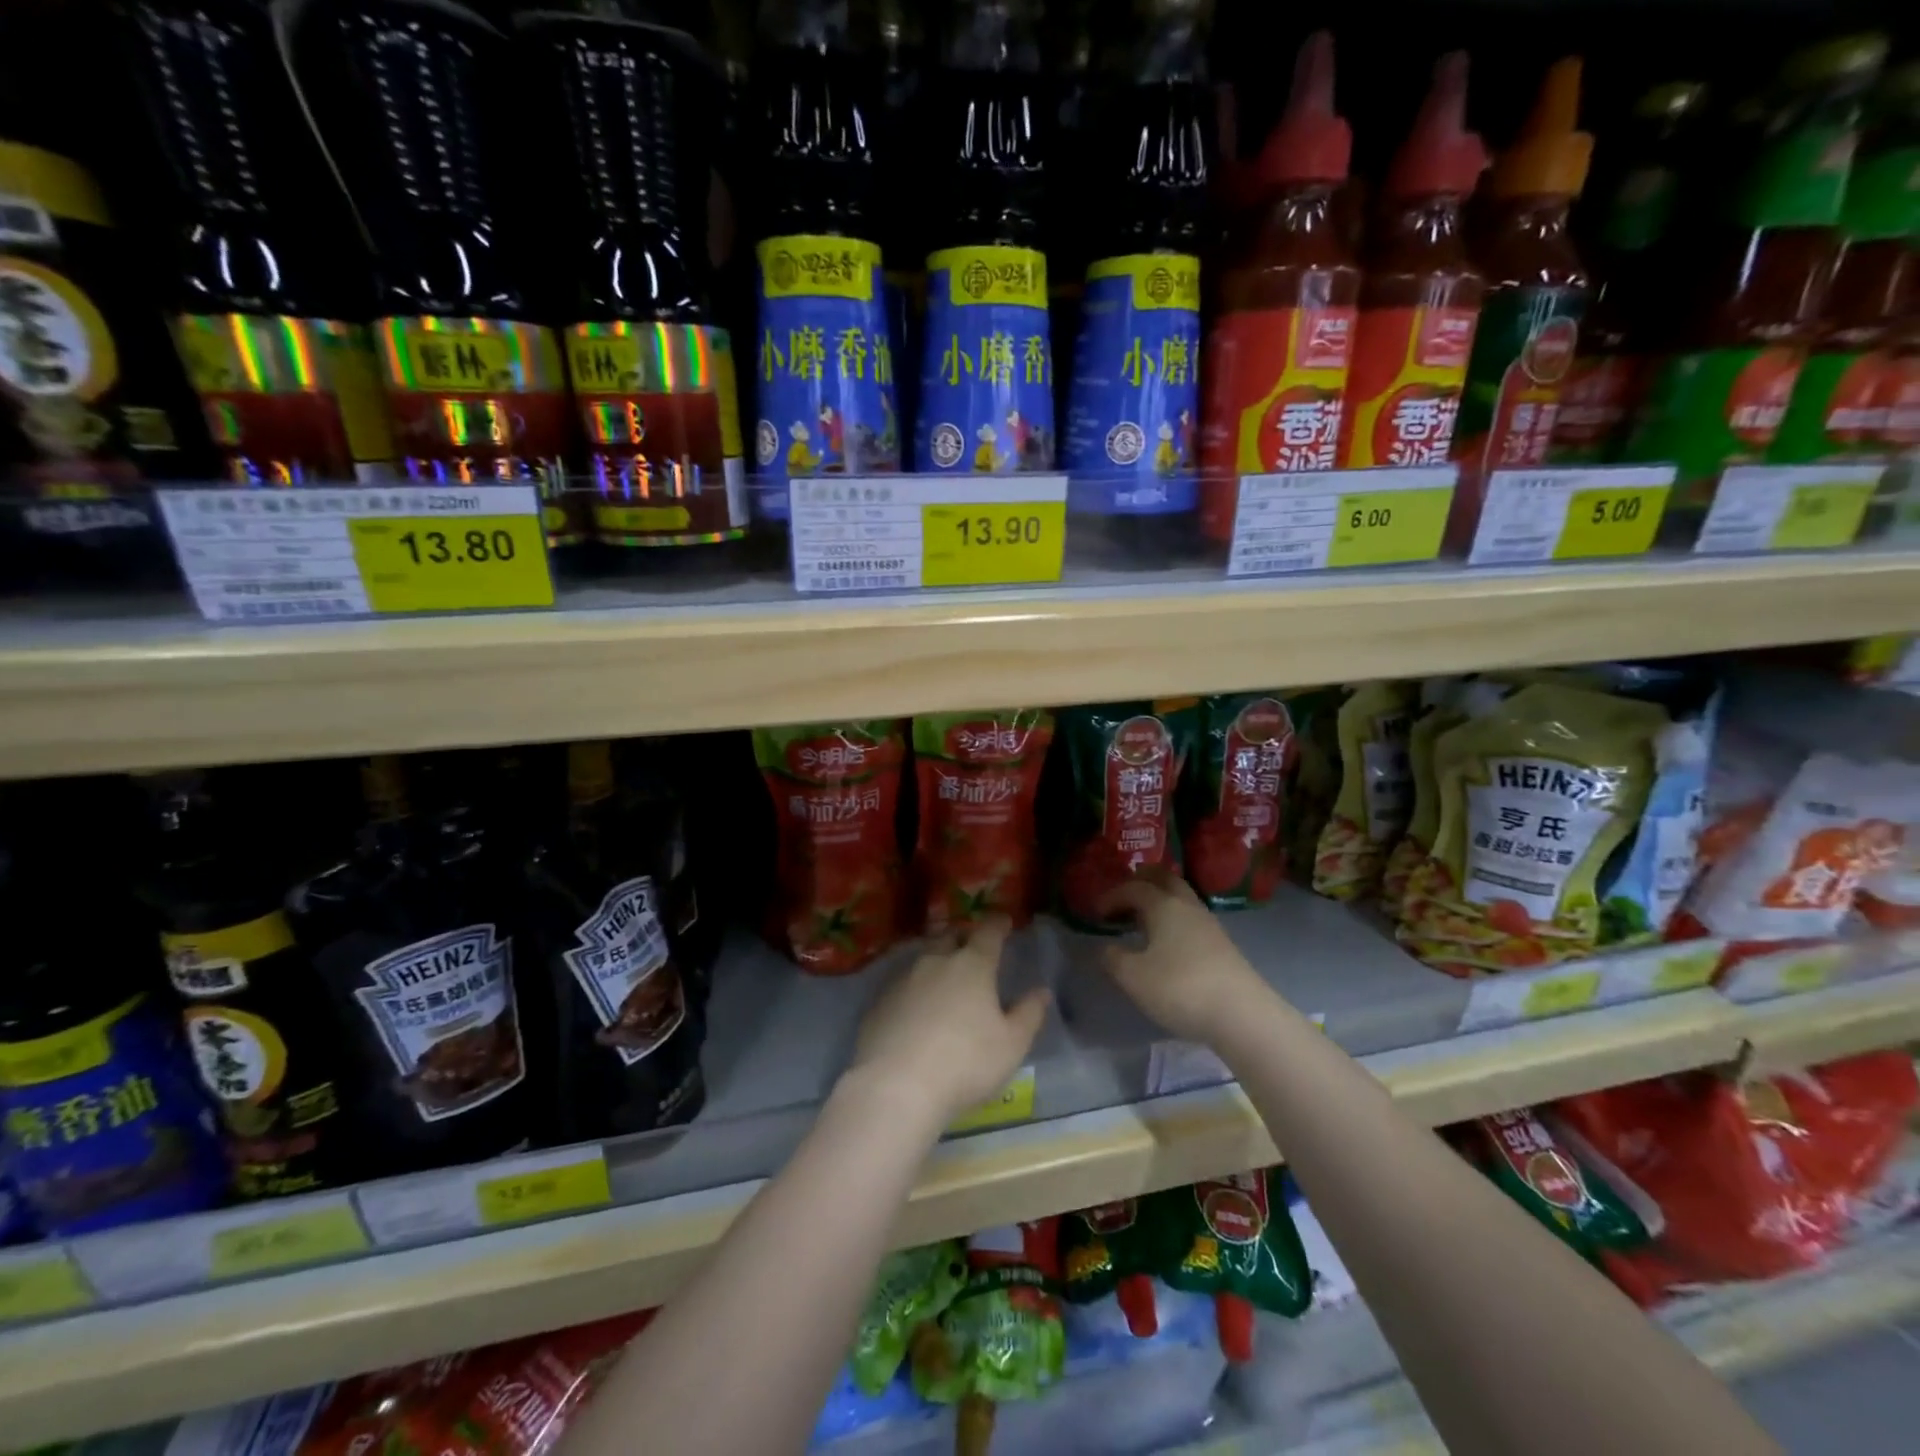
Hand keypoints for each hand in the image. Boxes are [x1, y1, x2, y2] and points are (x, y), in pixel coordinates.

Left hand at [846, 916, 1049, 1127]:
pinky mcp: (879, 1002)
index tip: (1004, 920)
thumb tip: (1042, 991)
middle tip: (972, 946)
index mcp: (972, 965)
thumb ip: (1029, 1014)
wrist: (896, 1086)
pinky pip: (902, 985)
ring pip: (924, 959)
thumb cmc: (965, 1063)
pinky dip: (915, 989)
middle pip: (950, 937)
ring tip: (945, 976)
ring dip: (937, 962)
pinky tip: (916, 1009)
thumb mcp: (1011, 1044)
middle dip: (963, 937)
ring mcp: (903, 980)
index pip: (988, 933)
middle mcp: (936, 962)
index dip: (998, 924)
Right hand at [1097, 867, 1266, 1044]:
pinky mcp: (1222, 945)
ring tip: (1142, 919)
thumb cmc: (1180, 988)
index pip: (1133, 888)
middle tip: (1124, 895)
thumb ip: (1113, 958)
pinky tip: (1167, 941)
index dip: (1112, 896)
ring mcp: (1209, 925)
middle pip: (1165, 879)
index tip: (1096, 912)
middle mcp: (1187, 906)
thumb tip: (1106, 948)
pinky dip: (1174, 919)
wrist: (1242, 1015)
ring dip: (1160, 900)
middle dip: (1143, 881)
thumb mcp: (1133, 977)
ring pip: (1181, 898)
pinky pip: (1191, 919)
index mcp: (1163, 905)